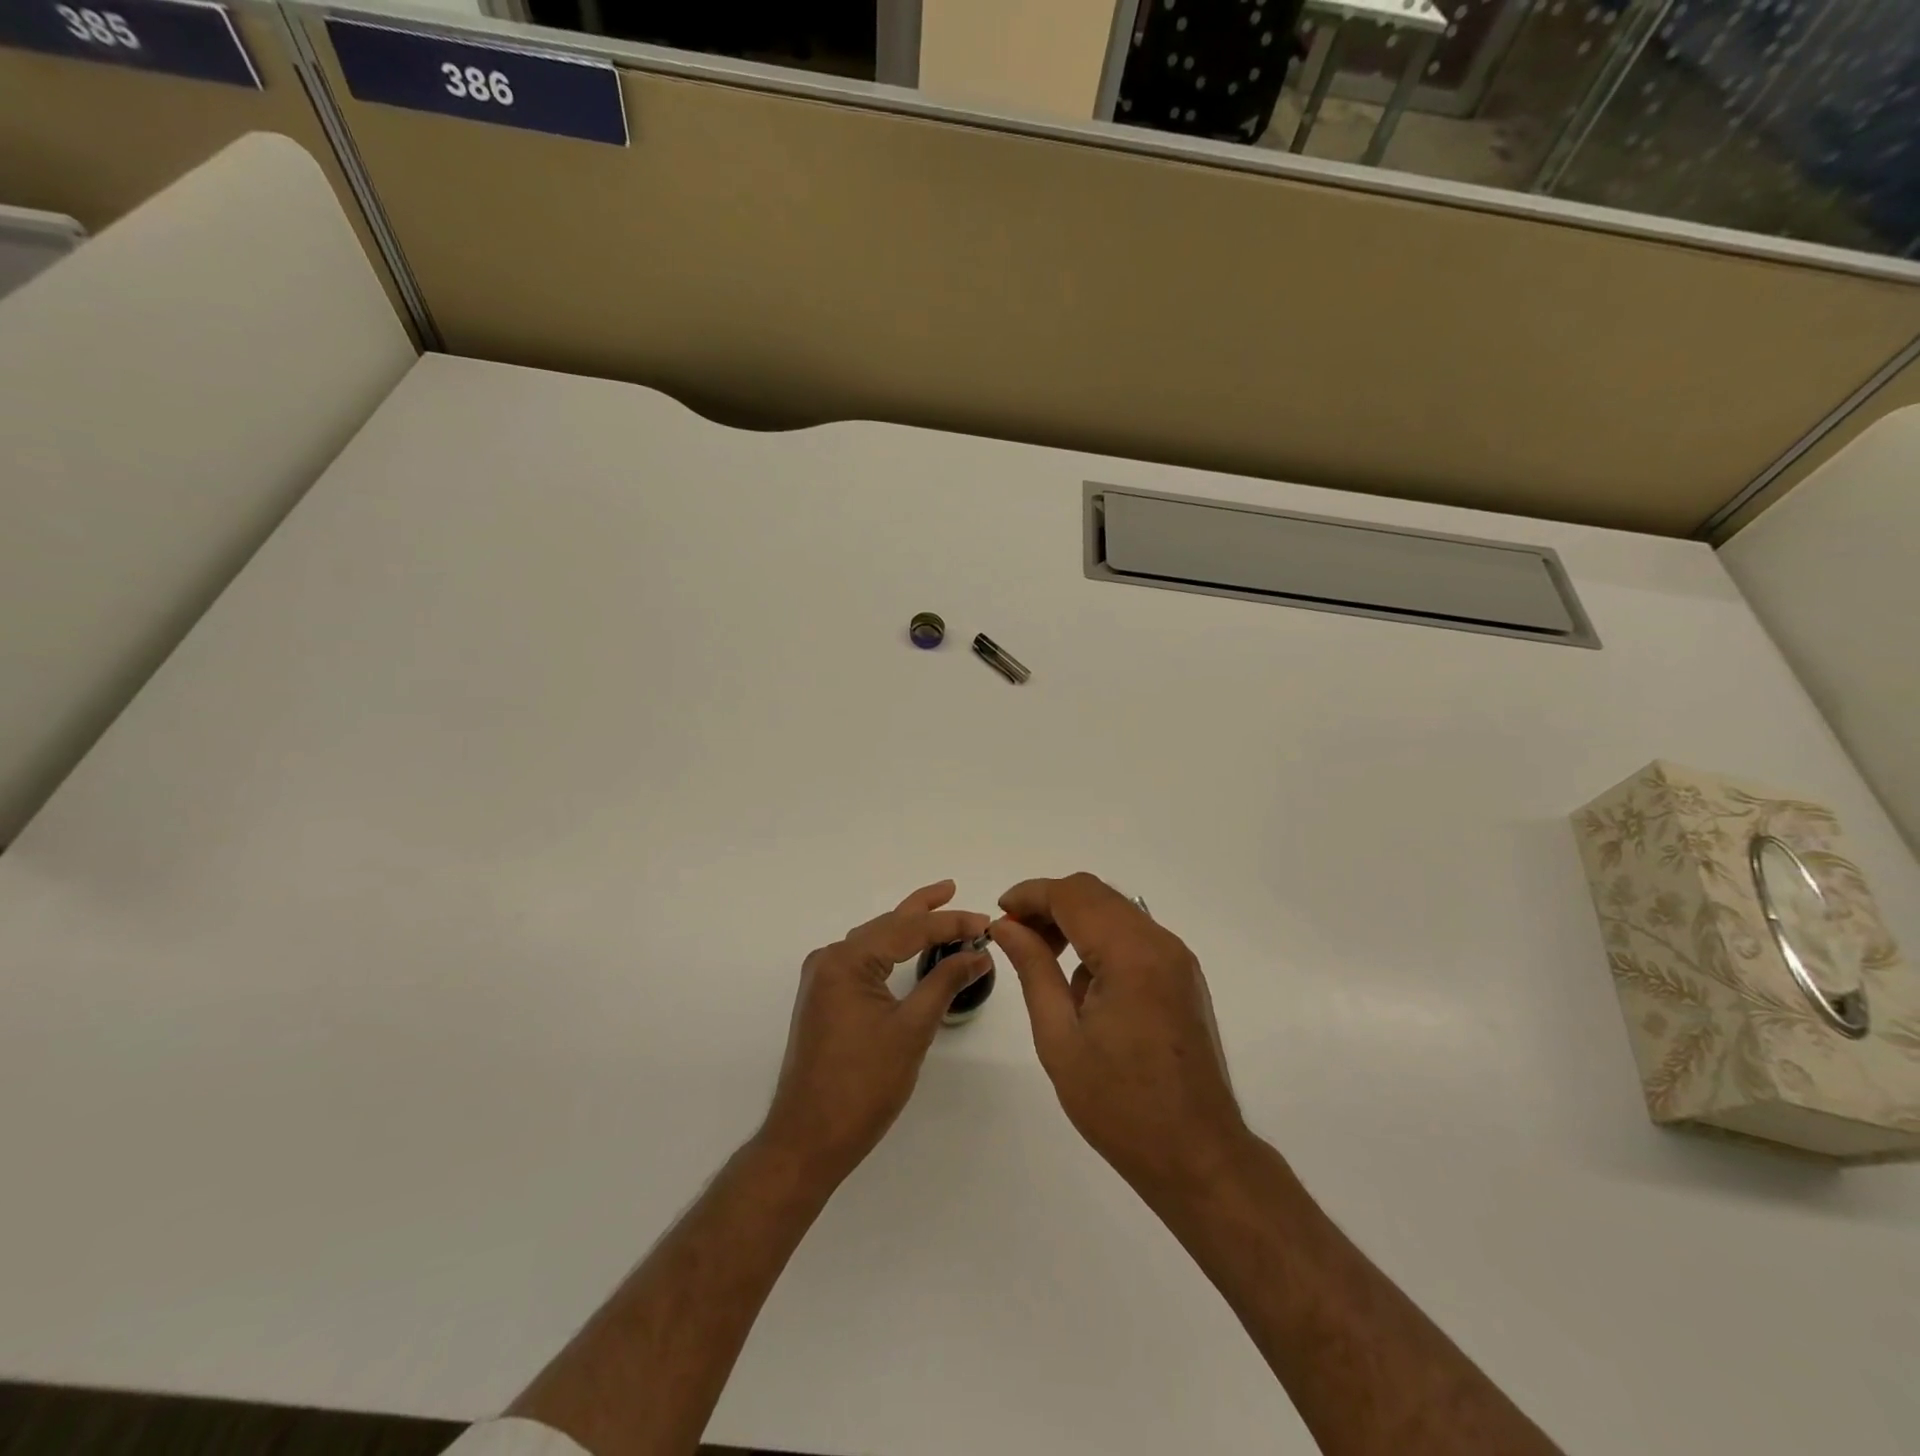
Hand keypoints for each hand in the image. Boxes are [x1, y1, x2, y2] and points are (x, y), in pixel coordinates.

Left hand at [762, 881, 989, 1184]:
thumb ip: (945, 982)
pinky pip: (862, 962)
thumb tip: (978, 953)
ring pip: (873, 942)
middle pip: (886, 926)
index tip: (985, 922)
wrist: (808, 1140)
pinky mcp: (824, 1000)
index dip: (949, 923)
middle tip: (953, 889)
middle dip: (923, 910)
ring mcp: (822, 981)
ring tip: (937, 911)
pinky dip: (889, 951)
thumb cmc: (863, 1085)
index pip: (908, 929)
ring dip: (906, 928)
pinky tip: (907, 949)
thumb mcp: (912, 1029)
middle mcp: (829, 960)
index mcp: (846, 961)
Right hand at [993, 873, 1247, 1198]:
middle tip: (1015, 936)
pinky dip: (1101, 940)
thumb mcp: (1060, 1038)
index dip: (1030, 895)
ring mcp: (1177, 958)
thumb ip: (1033, 969)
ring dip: (1075, 921)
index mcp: (1131, 955)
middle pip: (1096, 894)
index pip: (1073, 895)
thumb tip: (1006, 926)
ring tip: (1044, 959)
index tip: (999, 914)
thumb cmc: (1120, 1105)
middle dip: (1050, 905)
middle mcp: (1161, 943)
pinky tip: (1083, 985)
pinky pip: (1134, 936)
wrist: (1198, 1156)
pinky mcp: (1183, 976)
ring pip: (1115, 911)